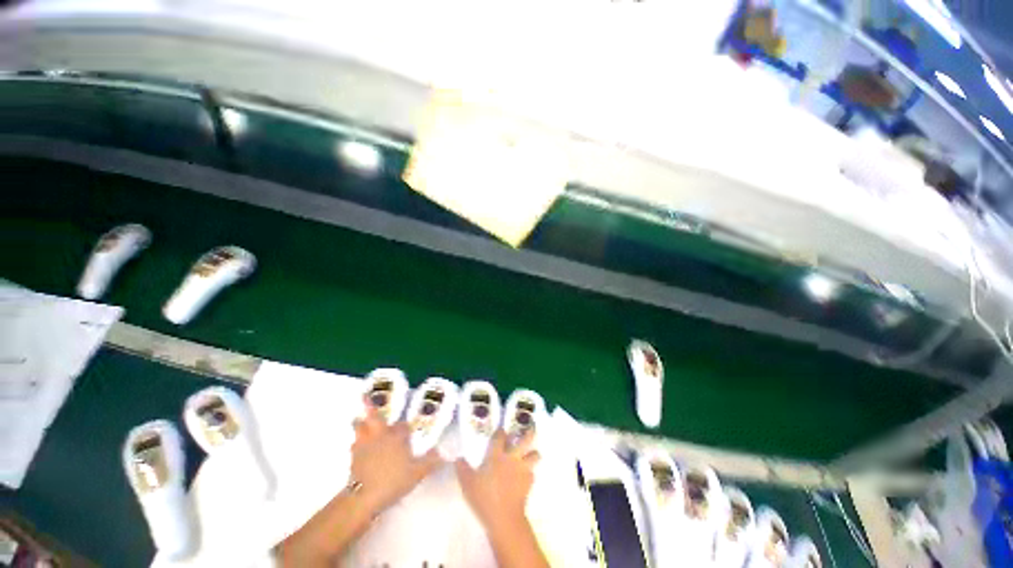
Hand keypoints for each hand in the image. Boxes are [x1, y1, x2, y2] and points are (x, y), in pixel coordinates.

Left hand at [351, 399, 443, 514]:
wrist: (364, 498)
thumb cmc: (393, 480)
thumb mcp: (418, 472)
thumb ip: (432, 462)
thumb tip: (446, 454)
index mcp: (395, 436)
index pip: (402, 426)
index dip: (406, 427)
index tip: (408, 430)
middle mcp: (379, 436)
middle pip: (373, 417)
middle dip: (370, 408)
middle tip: (366, 399)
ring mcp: (363, 446)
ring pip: (359, 429)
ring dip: (360, 425)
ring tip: (360, 422)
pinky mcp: (353, 459)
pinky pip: (354, 445)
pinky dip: (356, 443)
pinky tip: (359, 448)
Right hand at [456, 429, 539, 527]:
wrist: (504, 517)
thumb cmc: (484, 497)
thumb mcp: (467, 483)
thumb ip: (462, 469)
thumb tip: (458, 458)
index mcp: (496, 454)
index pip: (500, 436)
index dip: (501, 431)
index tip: (501, 430)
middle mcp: (512, 457)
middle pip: (525, 440)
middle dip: (529, 433)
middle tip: (529, 430)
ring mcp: (522, 469)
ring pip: (535, 455)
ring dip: (533, 454)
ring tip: (530, 455)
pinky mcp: (529, 482)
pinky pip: (532, 473)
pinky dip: (530, 473)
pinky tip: (524, 477)